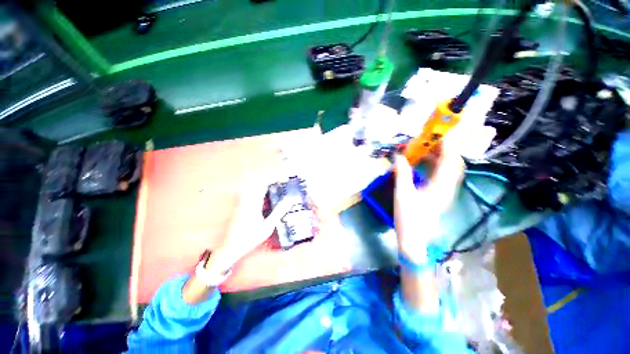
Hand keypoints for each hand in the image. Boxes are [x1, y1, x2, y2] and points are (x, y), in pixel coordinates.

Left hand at [205, 172, 292, 272]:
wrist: (231, 247)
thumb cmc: (250, 238)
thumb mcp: (268, 226)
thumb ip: (279, 211)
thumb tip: (290, 200)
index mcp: (253, 203)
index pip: (264, 184)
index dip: (274, 178)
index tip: (284, 178)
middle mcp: (246, 199)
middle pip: (258, 181)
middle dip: (270, 178)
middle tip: (281, 181)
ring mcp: (242, 201)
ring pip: (253, 185)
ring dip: (265, 183)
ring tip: (276, 186)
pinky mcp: (241, 204)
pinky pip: (251, 191)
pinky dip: (260, 189)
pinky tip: (267, 195)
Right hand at [394, 135, 464, 261]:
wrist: (415, 239)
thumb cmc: (408, 217)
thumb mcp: (402, 194)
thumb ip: (402, 173)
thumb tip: (398, 156)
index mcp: (440, 186)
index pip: (449, 160)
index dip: (449, 143)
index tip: (444, 130)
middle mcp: (447, 187)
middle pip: (455, 162)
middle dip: (451, 146)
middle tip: (441, 135)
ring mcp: (446, 192)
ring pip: (451, 168)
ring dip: (443, 155)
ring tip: (431, 146)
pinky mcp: (441, 195)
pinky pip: (444, 175)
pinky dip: (438, 165)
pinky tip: (426, 162)